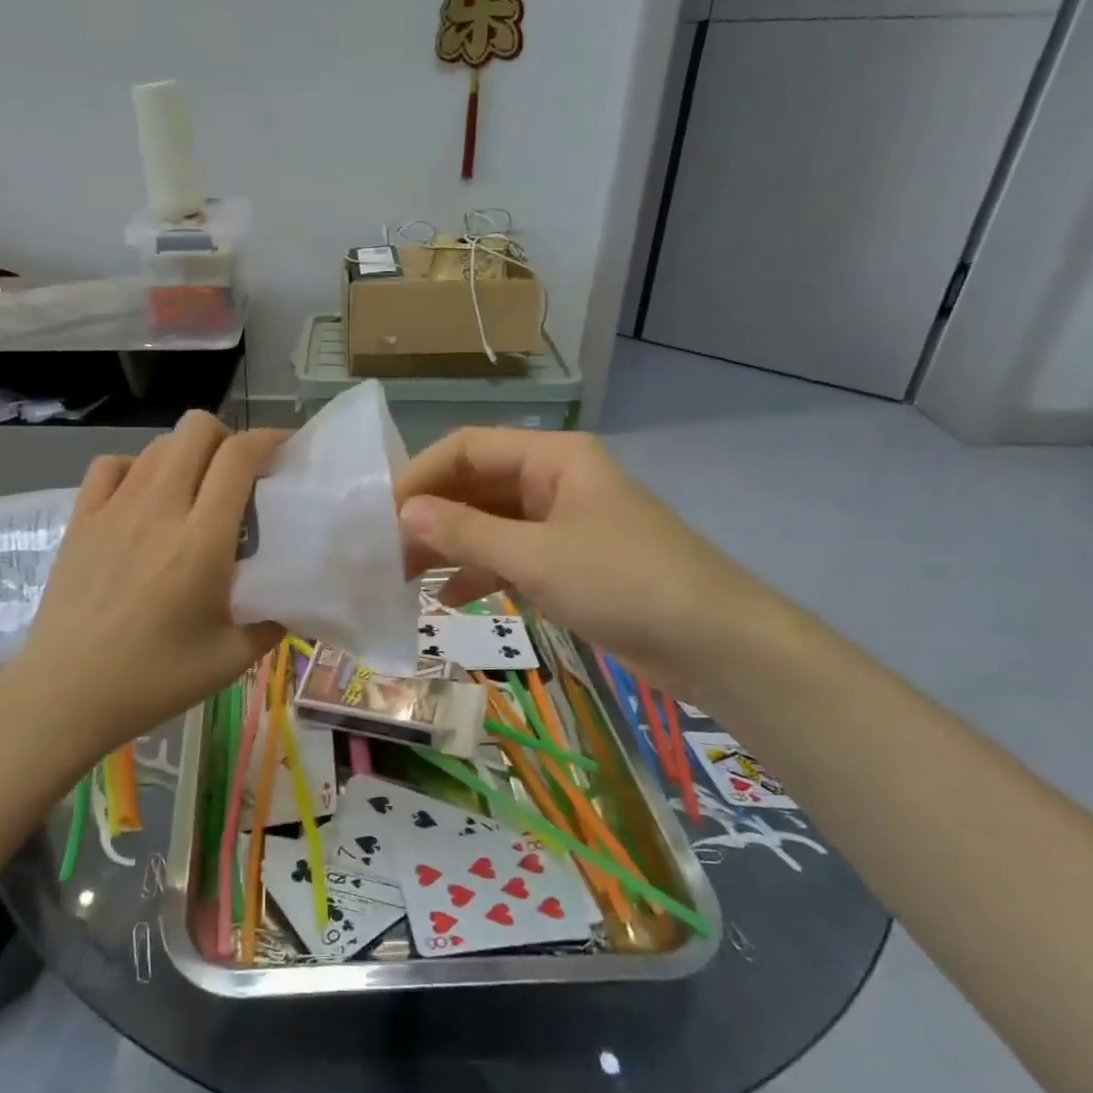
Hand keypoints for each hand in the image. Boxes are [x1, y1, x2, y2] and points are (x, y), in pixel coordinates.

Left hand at [1, 412, 285, 765]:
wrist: (64, 695)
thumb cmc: (152, 680)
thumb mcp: (230, 659)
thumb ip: (271, 623)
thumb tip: (290, 602)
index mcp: (202, 540)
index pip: (238, 457)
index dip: (268, 439)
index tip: (285, 451)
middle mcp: (159, 508)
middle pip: (196, 429)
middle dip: (227, 438)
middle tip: (238, 477)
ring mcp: (113, 509)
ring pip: (157, 444)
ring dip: (186, 454)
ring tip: (195, 491)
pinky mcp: (81, 519)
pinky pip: (110, 465)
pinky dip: (136, 468)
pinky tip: (143, 499)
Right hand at [394, 429, 769, 699]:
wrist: (714, 644)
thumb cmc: (624, 582)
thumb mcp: (535, 556)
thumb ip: (465, 532)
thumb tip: (402, 512)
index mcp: (552, 458)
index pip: (467, 449)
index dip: (419, 476)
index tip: (378, 513)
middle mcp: (553, 480)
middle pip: (475, 485)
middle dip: (430, 515)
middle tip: (384, 551)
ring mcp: (561, 523)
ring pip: (488, 523)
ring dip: (449, 546)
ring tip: (404, 577)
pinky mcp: (568, 562)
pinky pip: (509, 556)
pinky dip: (479, 573)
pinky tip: (448, 598)